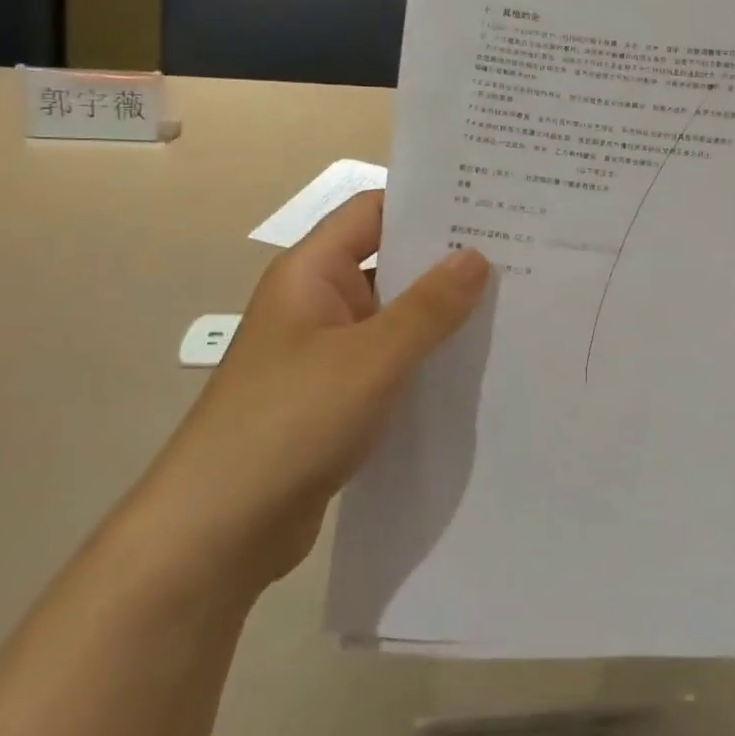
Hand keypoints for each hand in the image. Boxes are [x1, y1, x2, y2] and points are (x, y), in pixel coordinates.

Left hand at [123, 191, 489, 598]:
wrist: (217, 532)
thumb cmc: (290, 422)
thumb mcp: (371, 358)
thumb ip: (429, 307)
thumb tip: (476, 256)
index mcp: (311, 274)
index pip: (373, 212)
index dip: (426, 203)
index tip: (488, 204)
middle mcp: (317, 304)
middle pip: (388, 263)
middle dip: (446, 261)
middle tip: (517, 254)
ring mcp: (325, 354)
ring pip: (393, 317)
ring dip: (440, 315)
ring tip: (510, 306)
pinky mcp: (335, 399)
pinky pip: (389, 363)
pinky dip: (425, 359)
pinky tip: (472, 367)